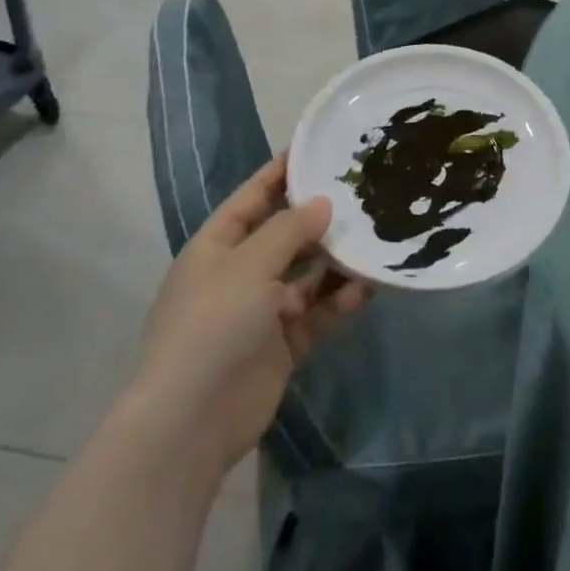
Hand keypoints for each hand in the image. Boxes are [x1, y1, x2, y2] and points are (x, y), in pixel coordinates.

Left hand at [132, 157, 370, 458]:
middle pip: (285, 236)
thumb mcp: (249, 265)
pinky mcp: (283, 344)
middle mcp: (239, 275)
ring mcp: (261, 312)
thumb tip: (323, 203)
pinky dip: (341, 300)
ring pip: (308, 275)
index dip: (280, 174)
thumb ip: (290, 230)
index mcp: (216, 248)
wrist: (193, 420)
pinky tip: (370, 286)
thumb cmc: (213, 325)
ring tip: (376, 237)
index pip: (251, 199)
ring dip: (337, 261)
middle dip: (320, 218)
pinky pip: (318, 312)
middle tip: (364, 194)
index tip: (316, 150)